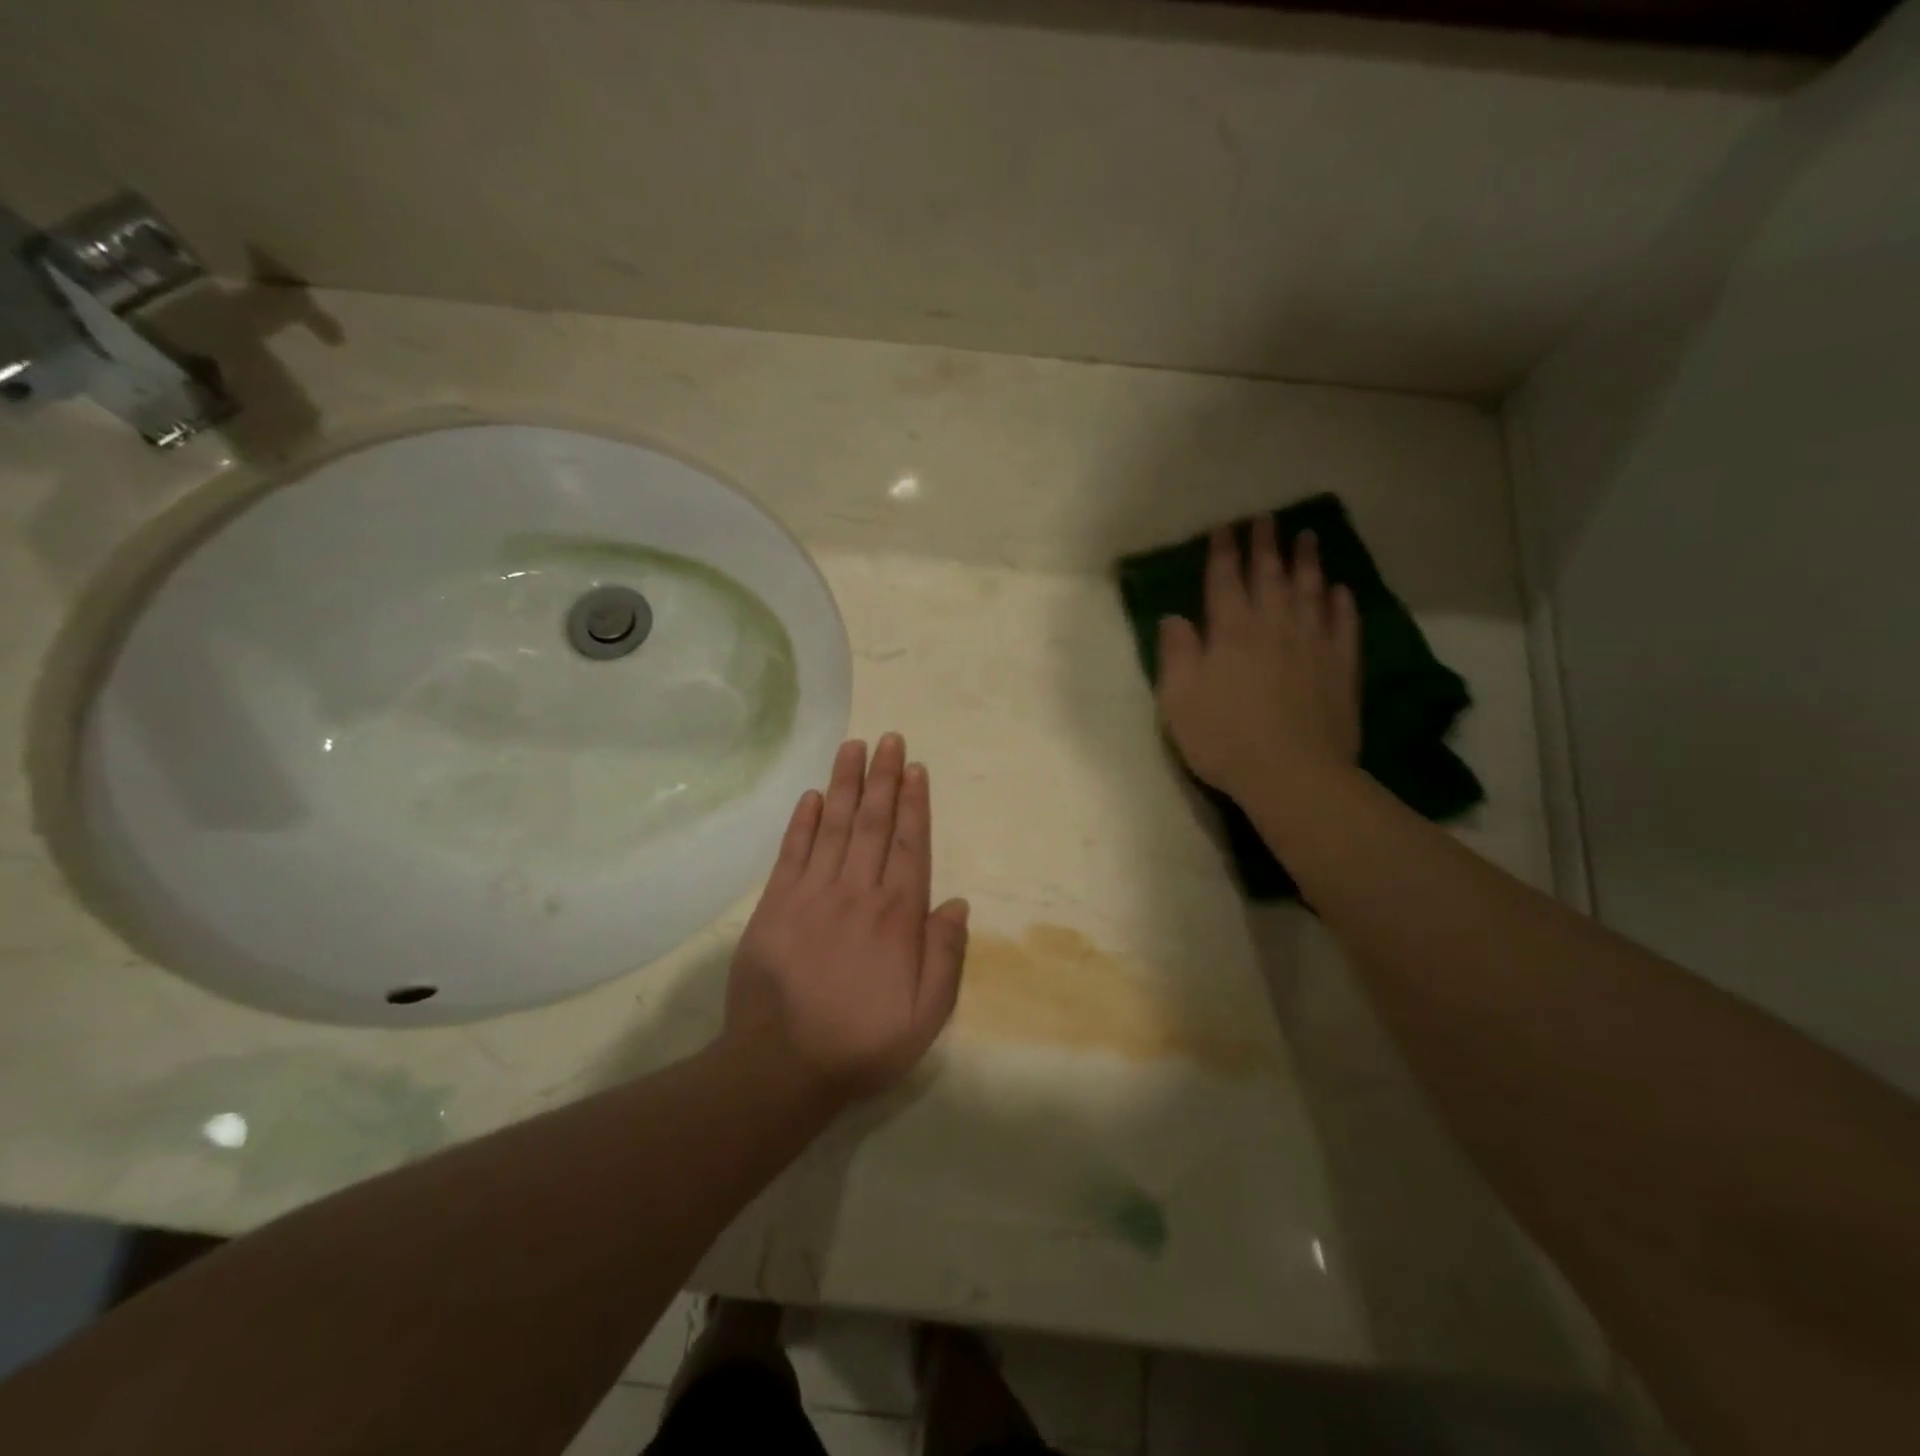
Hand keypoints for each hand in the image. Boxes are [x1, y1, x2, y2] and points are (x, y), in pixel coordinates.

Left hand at [723, 734, 970, 1107]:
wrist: (781, 1065)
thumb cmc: (862, 1042)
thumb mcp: (926, 1016)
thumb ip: (945, 956)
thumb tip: (957, 903)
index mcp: (897, 916)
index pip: (911, 845)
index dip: (916, 803)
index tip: (916, 769)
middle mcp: (857, 892)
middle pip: (874, 823)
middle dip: (884, 778)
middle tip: (889, 739)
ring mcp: (813, 893)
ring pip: (835, 826)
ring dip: (846, 784)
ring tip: (854, 747)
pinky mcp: (775, 904)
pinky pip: (793, 851)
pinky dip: (803, 821)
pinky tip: (812, 795)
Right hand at [1156, 519, 1360, 802]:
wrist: (1292, 773)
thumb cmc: (1223, 737)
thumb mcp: (1178, 698)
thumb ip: (1176, 652)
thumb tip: (1175, 617)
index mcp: (1230, 631)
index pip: (1225, 580)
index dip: (1224, 552)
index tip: (1225, 527)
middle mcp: (1273, 626)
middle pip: (1270, 575)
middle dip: (1266, 544)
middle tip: (1267, 518)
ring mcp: (1312, 644)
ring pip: (1310, 590)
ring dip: (1307, 561)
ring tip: (1308, 537)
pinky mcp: (1341, 667)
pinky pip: (1343, 624)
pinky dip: (1341, 603)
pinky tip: (1341, 590)